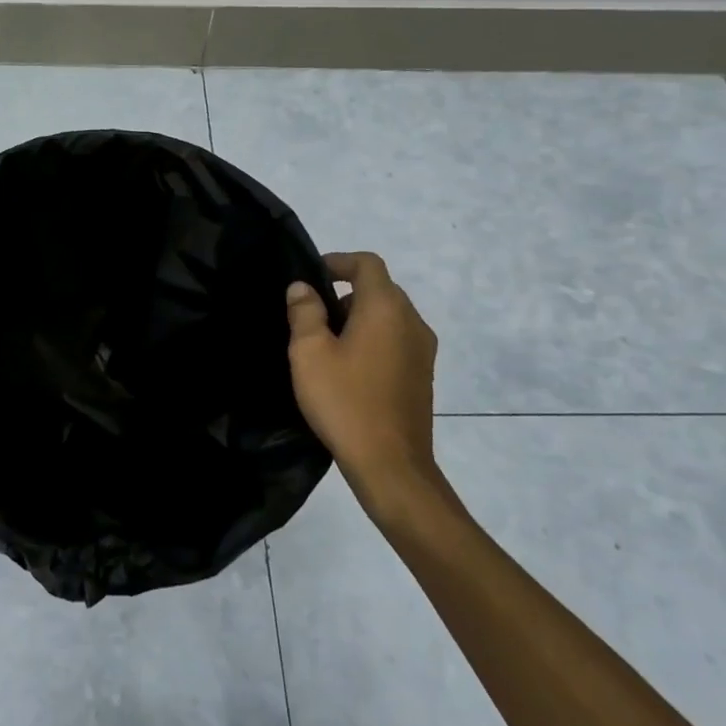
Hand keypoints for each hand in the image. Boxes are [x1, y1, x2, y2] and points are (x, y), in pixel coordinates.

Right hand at [285, 252, 441, 520]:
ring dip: (359, 317)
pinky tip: (348, 367)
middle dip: (345, 292)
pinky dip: (373, 338)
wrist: (391, 464)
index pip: (367, 264)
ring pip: (389, 315)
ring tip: (325, 342)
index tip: (311, 276)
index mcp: (386, 308)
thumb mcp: (309, 353)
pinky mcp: (422, 375)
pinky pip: (396, 339)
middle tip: (311, 313)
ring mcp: (423, 350)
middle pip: (380, 289)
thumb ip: (305, 312)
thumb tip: (303, 288)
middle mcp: (412, 322)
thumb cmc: (344, 401)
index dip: (338, 261)